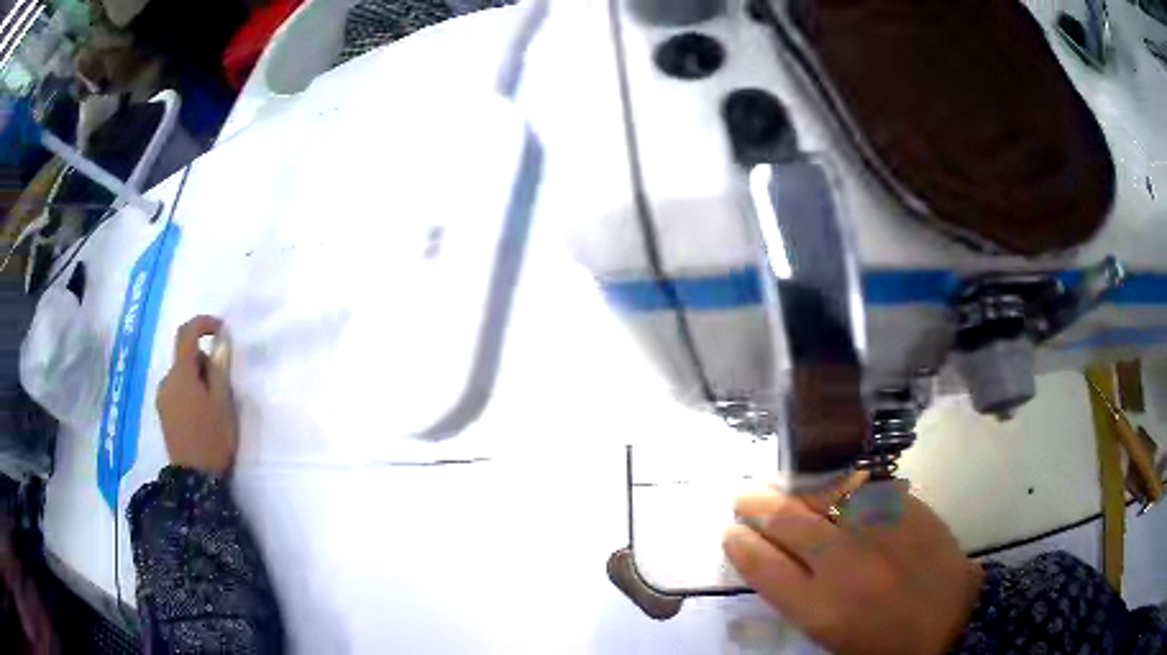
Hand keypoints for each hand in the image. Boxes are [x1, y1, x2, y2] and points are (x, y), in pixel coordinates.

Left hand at [156, 316, 237, 475]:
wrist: (194, 479)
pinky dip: (188, 392)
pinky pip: (176, 390)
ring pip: (181, 374)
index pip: (187, 333)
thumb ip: (219, 368)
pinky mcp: (162, 412)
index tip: (220, 330)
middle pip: (185, 356)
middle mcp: (167, 379)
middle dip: (203, 361)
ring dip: (196, 379)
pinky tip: (199, 416)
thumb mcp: (222, 402)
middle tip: (221, 386)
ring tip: (212, 407)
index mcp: (182, 374)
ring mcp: (162, 397)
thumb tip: (220, 340)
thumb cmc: (212, 438)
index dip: (203, 324)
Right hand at [724, 477, 983, 654]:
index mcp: (819, 607)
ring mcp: (877, 529)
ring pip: (822, 492)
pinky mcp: (904, 507)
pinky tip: (828, 483)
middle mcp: (844, 564)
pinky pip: (860, 482)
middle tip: (743, 498)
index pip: (763, 566)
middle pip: (786, 522)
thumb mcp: (827, 634)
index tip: (730, 533)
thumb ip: (794, 596)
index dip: (739, 544)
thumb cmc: (880, 639)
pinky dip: (836, 480)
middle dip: (755, 505)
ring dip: (792, 487)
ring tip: (780, 487)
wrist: (947, 617)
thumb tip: (766, 556)